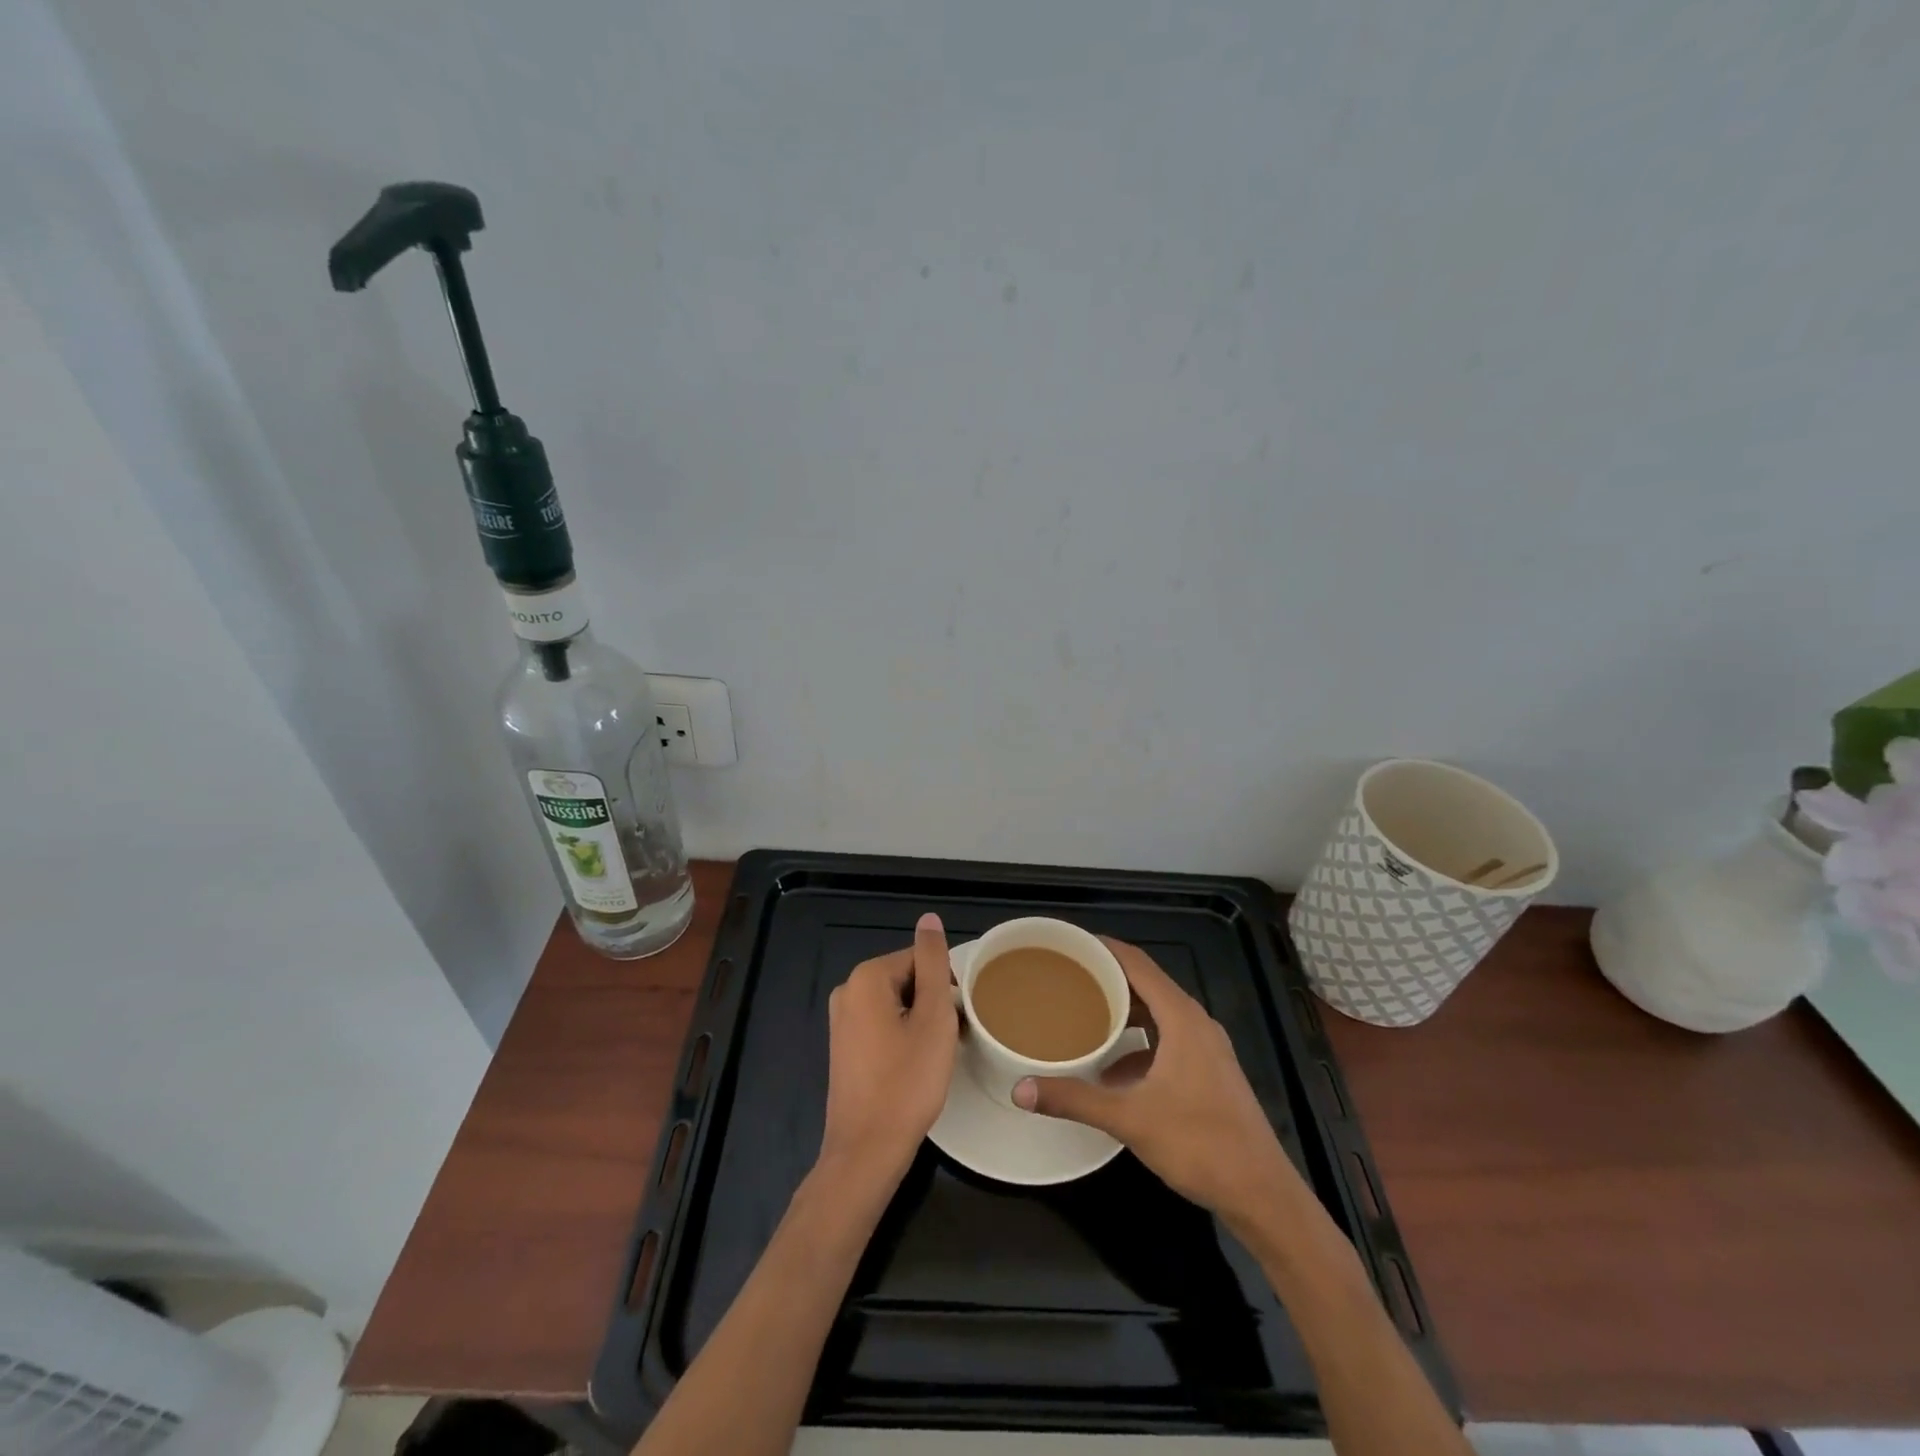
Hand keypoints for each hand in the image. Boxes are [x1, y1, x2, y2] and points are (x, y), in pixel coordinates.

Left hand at [818, 913, 958, 1188]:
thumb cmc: (907, 1082)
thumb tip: (929, 918)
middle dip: (933, 1002)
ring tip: (936, 1054)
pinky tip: (916, 1065)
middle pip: (907, 979)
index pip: (920, 959)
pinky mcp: (844, 1047)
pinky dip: (904, 1036)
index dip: (945, 986)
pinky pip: (883, 1025)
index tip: (958, 1018)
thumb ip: (933, 963)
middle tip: (950, 1038)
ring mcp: (842, 1021)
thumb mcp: (933, 1018)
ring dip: (921, 1021)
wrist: (867, 1150)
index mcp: (866, 977)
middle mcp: (847, 991)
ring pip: (897, 1004)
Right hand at [1013, 937, 1297, 1220]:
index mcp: (1181, 1018)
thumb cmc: (1199, 1144)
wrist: (1262, 1194)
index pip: (1137, 963)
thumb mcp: (1129, 1119)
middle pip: (1146, 983)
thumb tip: (1019, 1090)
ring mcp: (1206, 1047)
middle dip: (1107, 977)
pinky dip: (1138, 1040)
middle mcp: (1196, 1022)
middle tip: (1066, 976)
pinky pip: (1167, 1037)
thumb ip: (1074, 1099)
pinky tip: (1112, 1067)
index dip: (1103, 947)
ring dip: (1123, 1009)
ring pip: (1157, 1012)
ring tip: (1082, 1013)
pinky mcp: (1208, 1070)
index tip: (1068, 943)